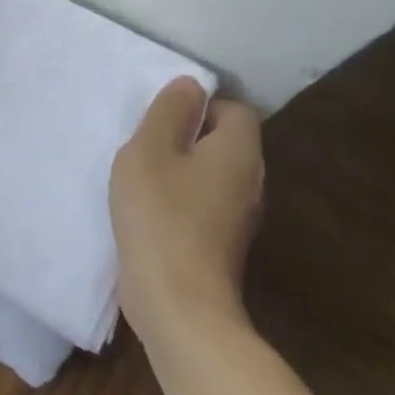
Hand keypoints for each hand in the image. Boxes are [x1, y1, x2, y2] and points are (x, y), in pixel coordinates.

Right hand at [110, 77, 264, 347]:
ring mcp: (239, 218)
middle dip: (187, 136)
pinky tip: (150, 210)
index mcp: (239, 151)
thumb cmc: (162, 216)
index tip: (163, 118)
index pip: (235, 109)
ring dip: (181, 169)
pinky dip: (181, 200)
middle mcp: (250, 181)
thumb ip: (169, 111)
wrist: (179, 307)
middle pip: (224, 141)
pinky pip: (204, 204)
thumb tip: (191, 86)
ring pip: (212, 174)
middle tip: (147, 143)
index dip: (200, 105)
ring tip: (143, 175)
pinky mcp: (222, 246)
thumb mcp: (150, 149)